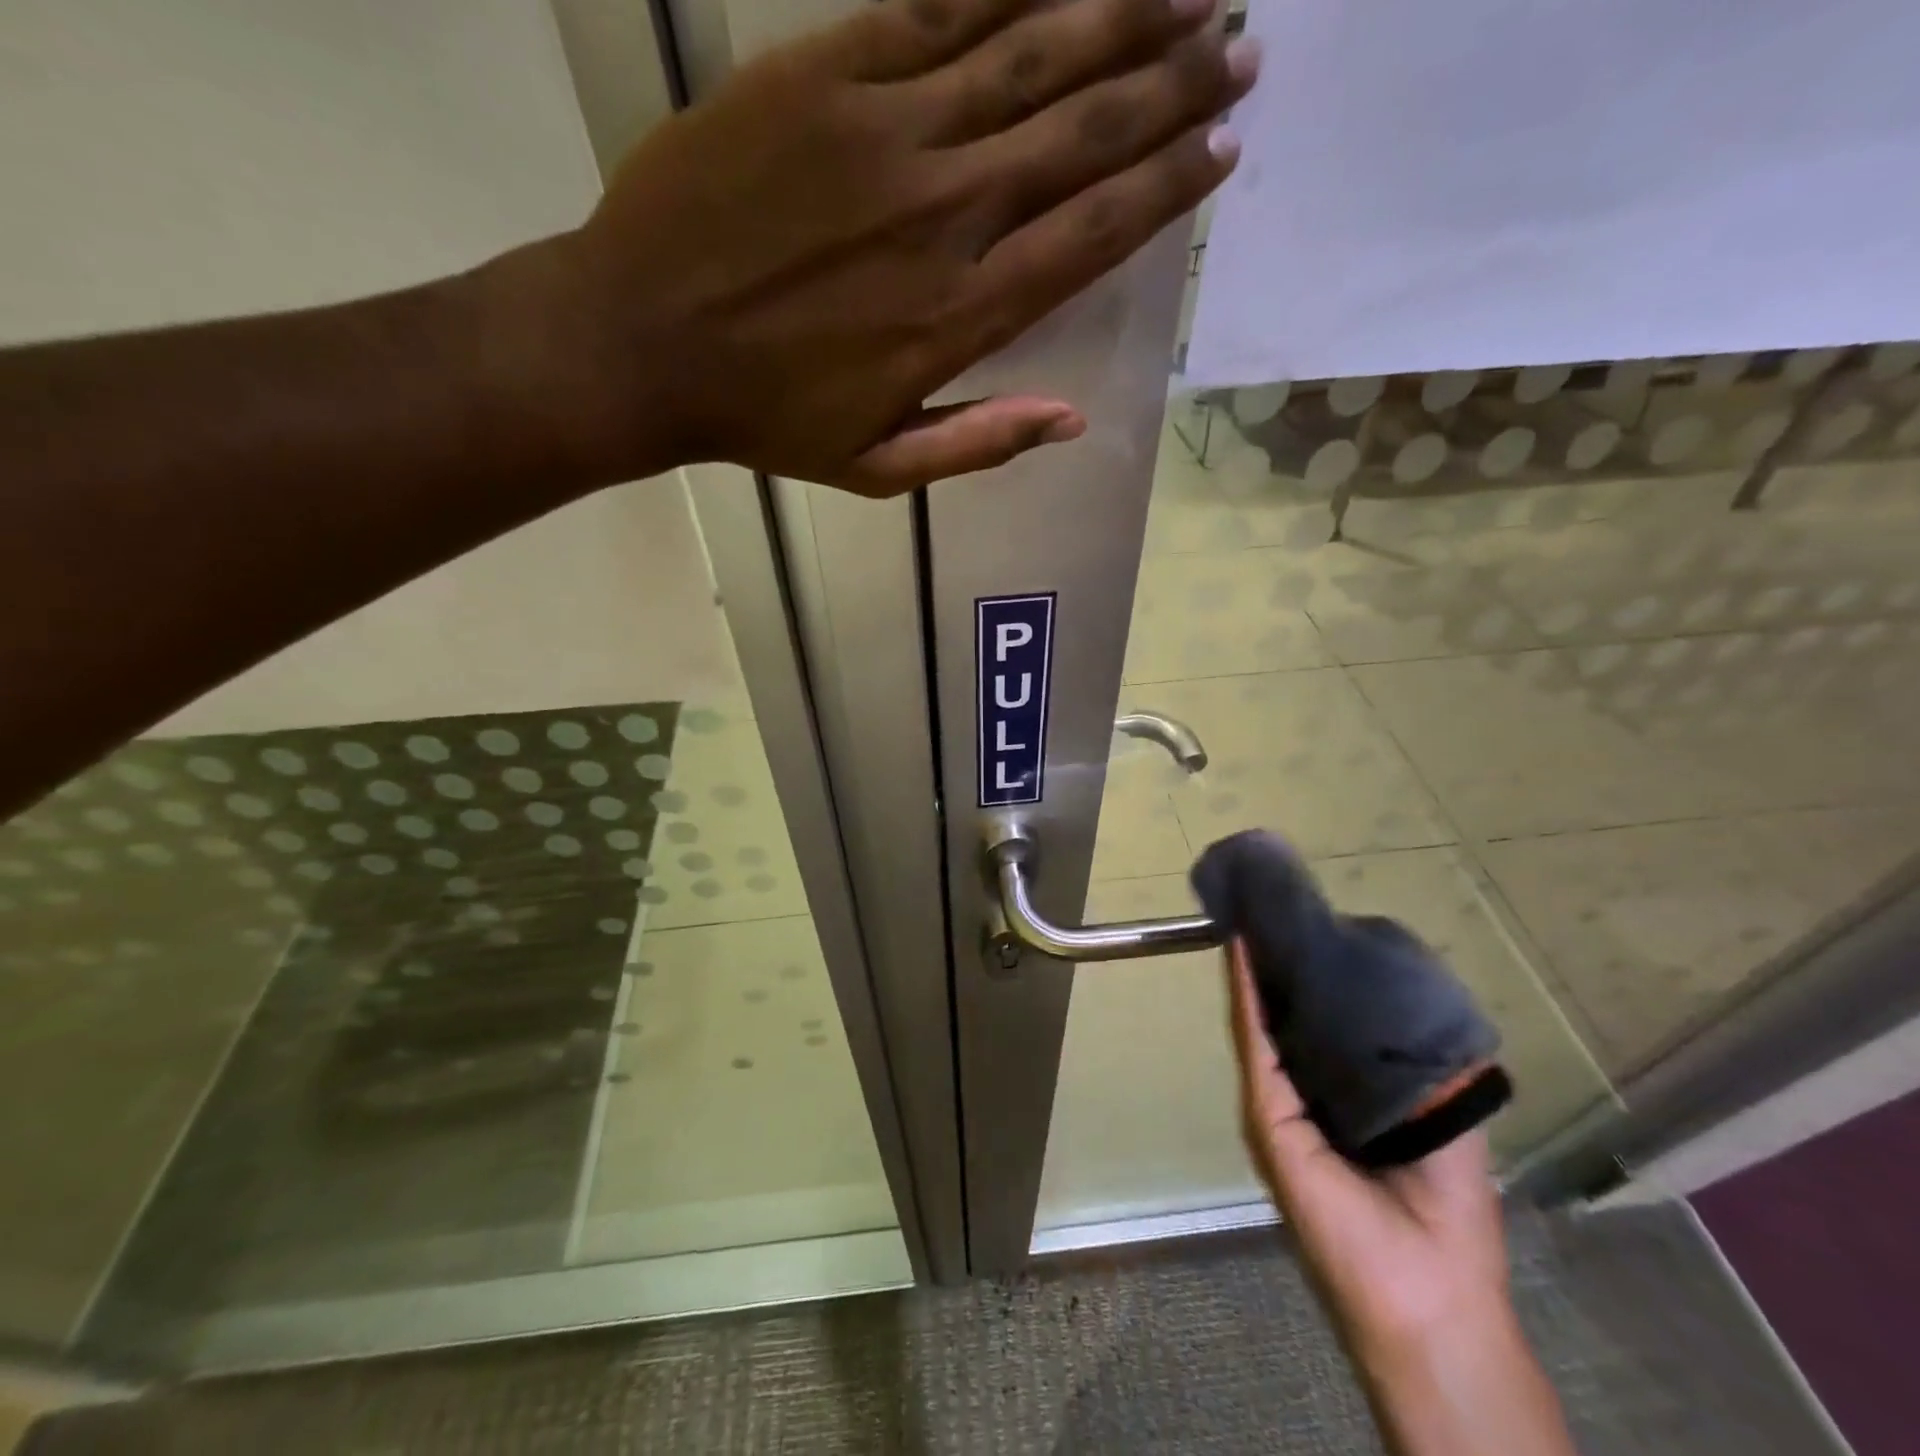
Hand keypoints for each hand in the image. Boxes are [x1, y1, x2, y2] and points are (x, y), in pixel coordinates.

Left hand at [502, 0, 1259, 495]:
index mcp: (957, 317)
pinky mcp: (823, 72)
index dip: (1164, 188)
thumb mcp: (880, 467)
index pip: (1089, 235)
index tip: (1221, 148)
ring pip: (1027, 54)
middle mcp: (941, 214)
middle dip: (1170, 86)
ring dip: (1119, 13)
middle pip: (1080, 135)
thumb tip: (1073, 421)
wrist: (640, 342)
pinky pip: (937, 7)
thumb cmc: (767, 420)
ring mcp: (884, 132)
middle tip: (1240, 46)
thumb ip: (979, 443)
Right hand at [1226, 939, 1509, 1345]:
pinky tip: (1244, 955)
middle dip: (1281, 969)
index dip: (1317, 979)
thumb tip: (1425, 1001)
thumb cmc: (1446, 1220)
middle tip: (1280, 912)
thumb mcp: (1447, 1126)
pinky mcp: (1268, 1116)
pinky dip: (1248, 999)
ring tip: (1256, 921)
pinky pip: (1256, 1045)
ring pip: (1262, 1025)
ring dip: (1256, 974)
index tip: (1316, 929)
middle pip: (1285, 1021)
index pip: (1321, 1028)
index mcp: (1343, 1099)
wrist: (1426, 1300)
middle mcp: (1304, 1096)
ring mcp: (1279, 1105)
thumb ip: (1433, 1071)